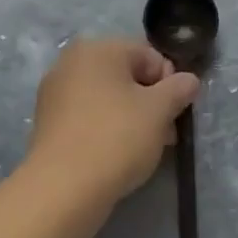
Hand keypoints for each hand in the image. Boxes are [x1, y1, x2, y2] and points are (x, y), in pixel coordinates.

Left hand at [26, 39, 199, 202]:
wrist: (63, 189)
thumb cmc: (116, 137)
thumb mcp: (159, 110)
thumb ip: (179, 88)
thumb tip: (189, 80)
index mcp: (98, 48)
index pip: (149, 56)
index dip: (170, 83)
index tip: (175, 113)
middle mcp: (71, 62)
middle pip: (127, 76)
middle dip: (151, 102)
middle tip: (166, 135)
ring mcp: (55, 93)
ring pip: (108, 98)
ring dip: (132, 117)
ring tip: (146, 149)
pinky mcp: (48, 123)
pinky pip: (89, 117)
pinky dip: (107, 129)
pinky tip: (118, 155)